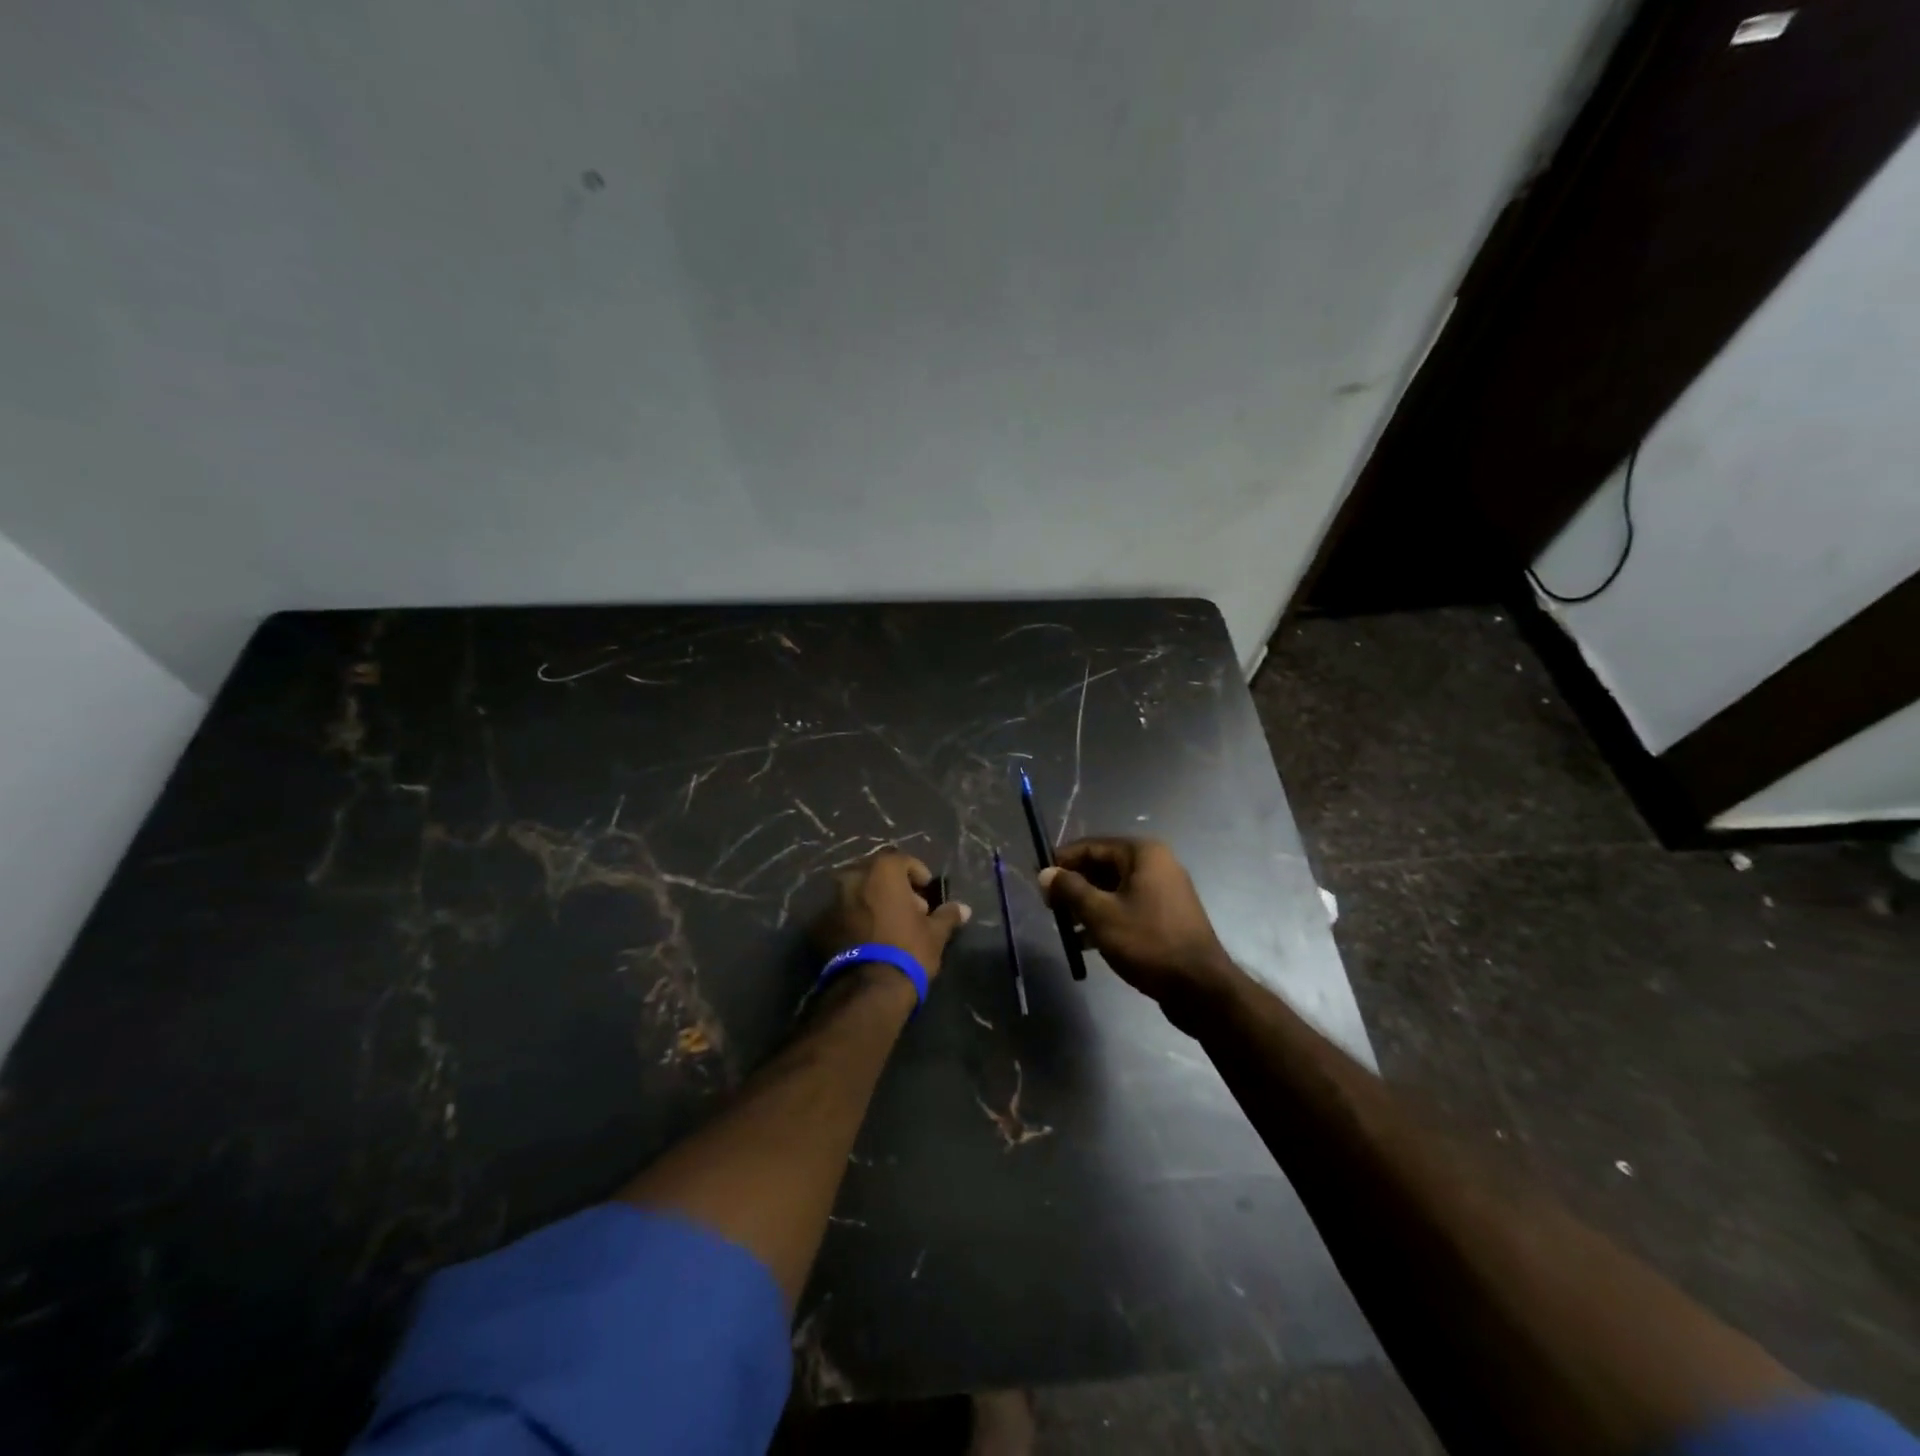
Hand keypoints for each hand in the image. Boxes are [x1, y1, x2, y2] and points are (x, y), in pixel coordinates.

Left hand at [814, 850, 970, 983]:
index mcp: (882, 870)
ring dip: (873, 901)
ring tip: (888, 925)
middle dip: (894, 887)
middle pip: (877, 873)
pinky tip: (868, 938)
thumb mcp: (935, 933)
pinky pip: (842, 912)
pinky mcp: (820, 924)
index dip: (918, 875)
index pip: (903, 861)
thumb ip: (948, 915)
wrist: (868, 989)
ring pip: (857, 892)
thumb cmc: (908, 950)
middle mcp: (853, 876)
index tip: (927, 893)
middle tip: (909, 909)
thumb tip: (964, 908)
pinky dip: (855, 918)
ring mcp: (832, 899)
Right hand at [1040, 838, 1239, 1008]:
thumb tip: (1045, 873)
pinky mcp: (1166, 916)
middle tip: (1049, 906)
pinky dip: (1106, 917)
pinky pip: (1127, 906)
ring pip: (1114, 889)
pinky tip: (1085, 940)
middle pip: (1102, 866)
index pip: (1091, 847)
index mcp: (1143, 853)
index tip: (1038, 880)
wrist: (1200, 988)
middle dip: (1074, 885)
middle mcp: (1156, 864)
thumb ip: (1070, 889)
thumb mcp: (1101, 914)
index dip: (1062, 861)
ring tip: (1064, 926)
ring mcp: (1164, 890)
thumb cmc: (1148, 942)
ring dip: (1087, 904)